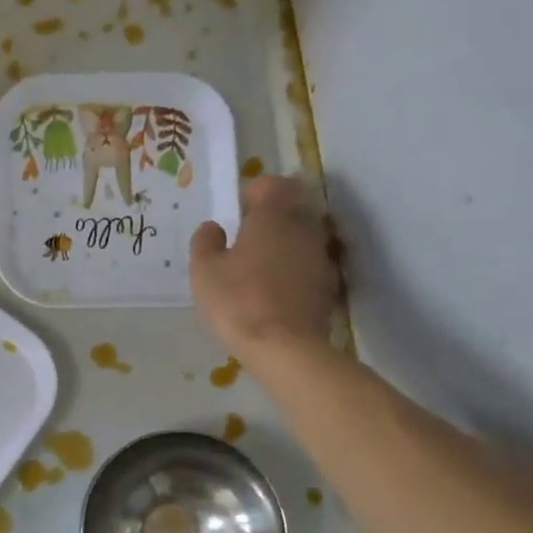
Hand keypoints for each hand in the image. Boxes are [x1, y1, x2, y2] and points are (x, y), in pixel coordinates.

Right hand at [190, 175, 342, 357]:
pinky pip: (307, 266)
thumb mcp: (204, 270)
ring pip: (301, 238)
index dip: (253, 193)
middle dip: (270, 218)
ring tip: (257, 269)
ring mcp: (321, 257)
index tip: (236, 213)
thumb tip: (214, 227)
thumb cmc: (238, 300)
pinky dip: (292, 271)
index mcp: (274, 215)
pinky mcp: (328, 286)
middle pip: (292, 209)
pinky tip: (273, 292)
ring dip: (282, 246)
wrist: (285, 348)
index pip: (272, 184)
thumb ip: (206, 241)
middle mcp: (305, 227)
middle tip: (244, 240)